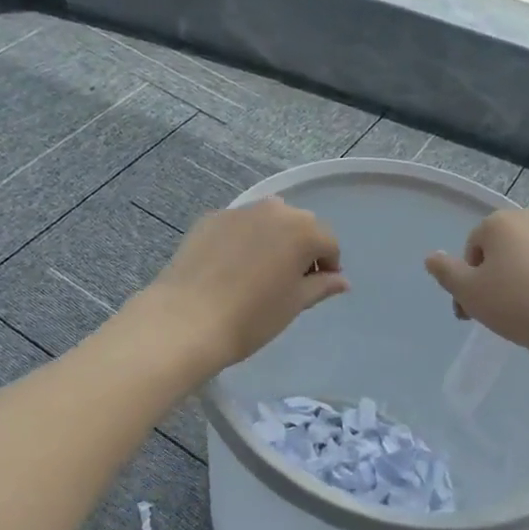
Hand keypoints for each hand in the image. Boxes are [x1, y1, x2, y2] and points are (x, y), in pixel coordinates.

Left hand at [139, 197, 348, 372]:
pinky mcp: (210, 219)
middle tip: (289, 280)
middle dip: (302, 247)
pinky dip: (242, 239)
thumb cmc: (252, 317)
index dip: (327, 266)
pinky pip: (238, 225)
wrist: (186, 319)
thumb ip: (321, 286)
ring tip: (259, 271)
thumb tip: (342, 280)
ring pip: (267, 220)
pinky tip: (229, 268)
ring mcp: (239, 211)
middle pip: (300, 224)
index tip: (316, 288)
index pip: (328, 242)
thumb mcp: (294, 304)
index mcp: (302, 230)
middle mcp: (274, 211)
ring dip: (272, 238)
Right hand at [424, 210, 528, 352]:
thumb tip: (431, 256)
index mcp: (497, 221)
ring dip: (517, 280)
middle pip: (499, 251)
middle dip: (492, 279)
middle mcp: (528, 217)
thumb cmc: (515, 300)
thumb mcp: (469, 291)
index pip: (472, 250)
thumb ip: (446, 272)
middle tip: (493, 314)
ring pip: (525, 258)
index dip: (467, 282)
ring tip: (521, 314)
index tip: (471, 312)